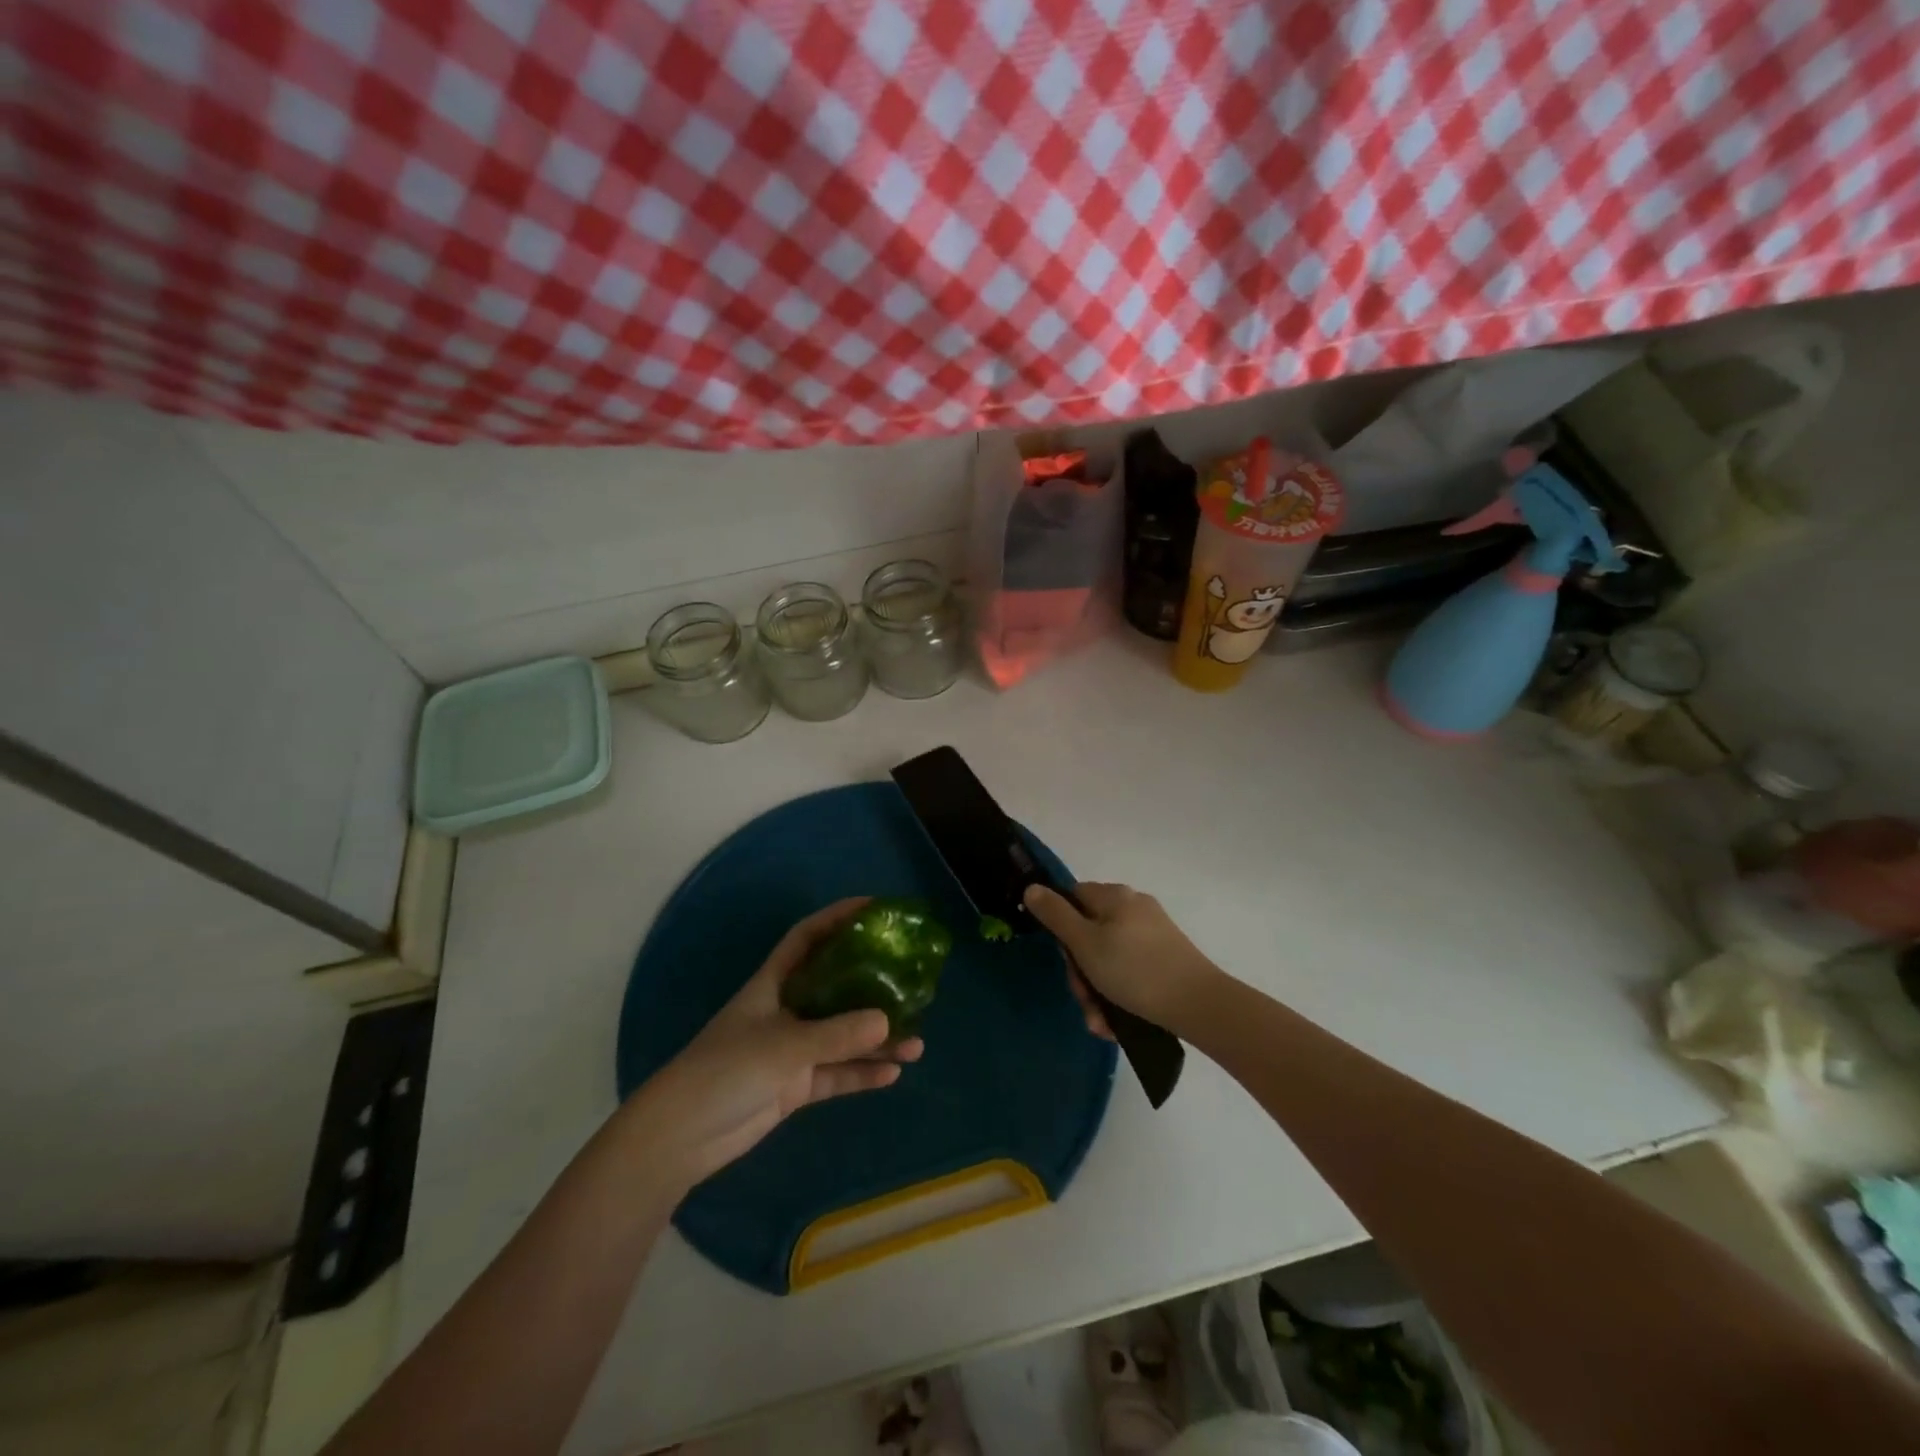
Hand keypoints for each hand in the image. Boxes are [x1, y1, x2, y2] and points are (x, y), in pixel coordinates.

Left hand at [621, 898, 923, 1187]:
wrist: (680, 1136)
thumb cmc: (725, 1070)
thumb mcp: (784, 1046)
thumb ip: (836, 1035)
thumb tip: (887, 1021)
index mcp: (773, 984)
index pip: (807, 937)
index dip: (837, 918)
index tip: (875, 908)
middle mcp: (785, 1011)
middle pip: (835, 988)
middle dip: (872, 986)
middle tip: (911, 984)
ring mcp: (790, 1050)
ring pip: (842, 1037)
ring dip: (876, 1041)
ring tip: (916, 1043)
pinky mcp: (792, 1086)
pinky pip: (835, 1074)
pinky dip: (861, 1074)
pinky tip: (892, 1075)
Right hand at [1024, 882, 1223, 1037]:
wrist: (1199, 1005)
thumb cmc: (1134, 970)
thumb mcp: (1085, 944)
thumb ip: (1055, 915)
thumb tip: (1031, 888)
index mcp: (1114, 896)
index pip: (1072, 898)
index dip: (1061, 927)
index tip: (1065, 959)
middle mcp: (1134, 908)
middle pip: (1089, 933)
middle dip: (1081, 972)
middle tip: (1085, 1000)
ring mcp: (1153, 934)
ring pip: (1108, 959)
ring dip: (1097, 992)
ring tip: (1101, 1022)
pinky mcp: (1166, 959)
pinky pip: (1130, 972)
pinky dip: (1119, 995)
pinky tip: (1117, 1023)